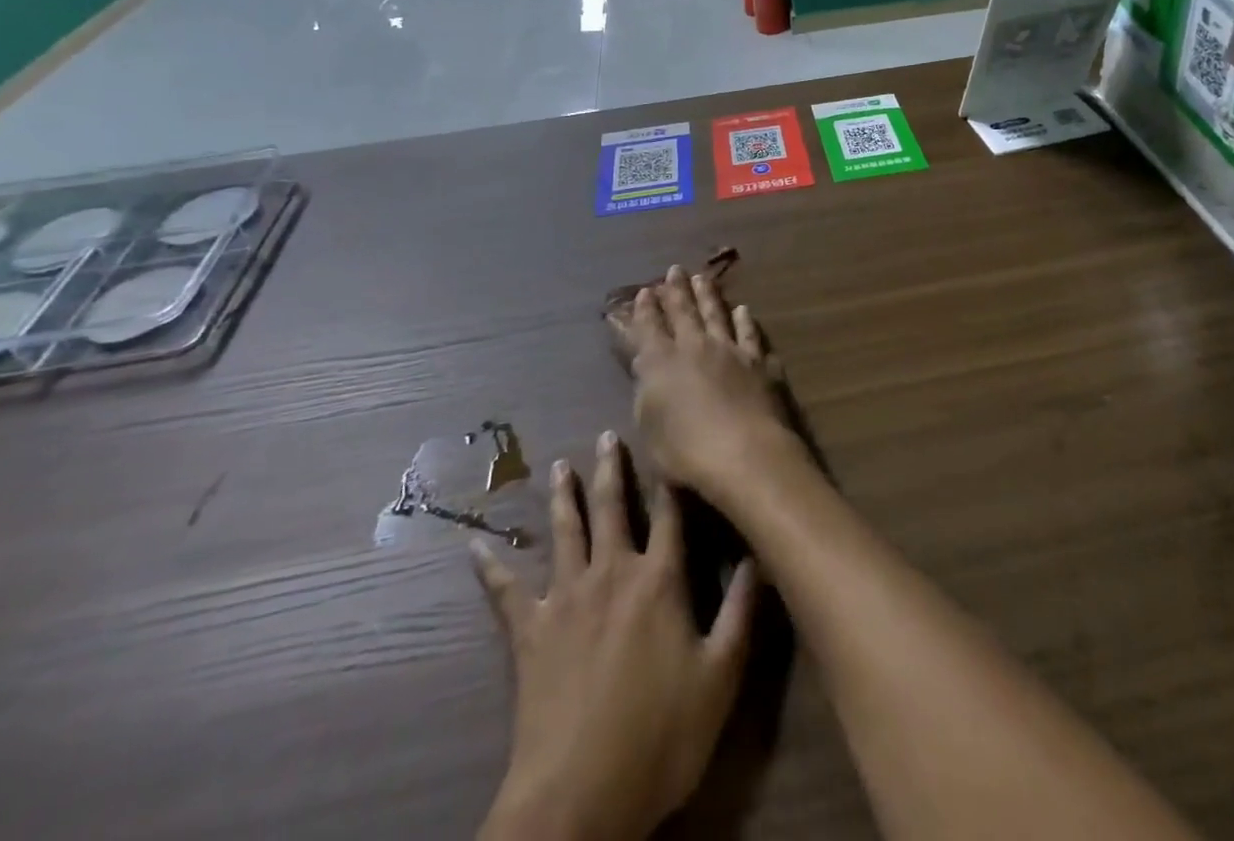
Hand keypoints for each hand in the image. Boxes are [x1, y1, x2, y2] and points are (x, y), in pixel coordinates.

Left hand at [476, 432, 758, 840]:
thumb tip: (759, 554)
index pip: (670, 515)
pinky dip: (490, 568)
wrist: (578, 798)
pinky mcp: (529, 632)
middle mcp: (612, 573)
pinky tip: (473, 546)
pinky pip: (505, 592)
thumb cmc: (660, 738)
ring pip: (564, 533)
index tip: (672, 443)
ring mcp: (565, 598)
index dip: (672, 478)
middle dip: (611, 469)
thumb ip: (741, 612)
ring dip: (562, 497)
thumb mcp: (721, 678)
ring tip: (559, 467)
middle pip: (612, 508)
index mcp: (659, 580)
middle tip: (605, 435)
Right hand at [611, 266, 798, 502]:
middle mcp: (695, 347)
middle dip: (676, 290)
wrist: (745, 453)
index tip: (645, 291)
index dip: (645, 310)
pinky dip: (745, 321)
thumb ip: (646, 390)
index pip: (649, 329)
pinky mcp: (759, 362)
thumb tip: (645, 362)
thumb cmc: (686, 453)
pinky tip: (743, 311)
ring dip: (708, 296)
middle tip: (674, 269)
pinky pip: (750, 334)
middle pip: (684, 312)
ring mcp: (731, 351)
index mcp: (661, 363)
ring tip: (703, 278)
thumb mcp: (650, 426)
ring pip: (716, 315)